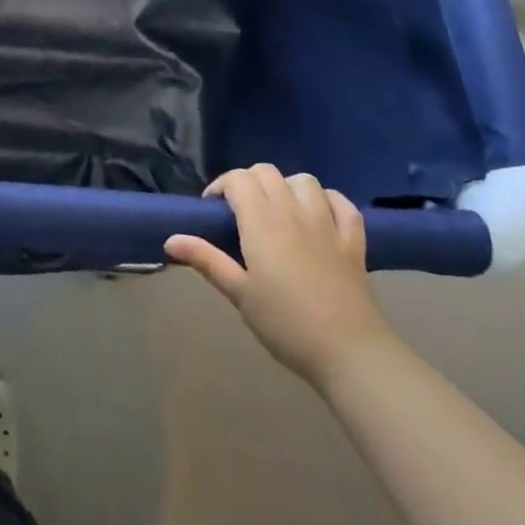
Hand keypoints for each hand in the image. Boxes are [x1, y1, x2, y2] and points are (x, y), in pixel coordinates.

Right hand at [166, 165, 396, 387]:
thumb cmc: (285, 323)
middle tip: (241, 212)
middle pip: (267, 172)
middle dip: (249, 182)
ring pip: (304, 181)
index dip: (221, 186)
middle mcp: (293, 211)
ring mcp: (327, 223)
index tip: (213, 210)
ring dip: (287, 187)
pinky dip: (329, 201)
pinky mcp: (353, 240)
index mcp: (262, 222)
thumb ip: (206, 260)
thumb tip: (170, 239)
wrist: (349, 351)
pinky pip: (343, 204)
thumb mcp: (239, 294)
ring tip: (279, 211)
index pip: (238, 179)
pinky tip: (320, 216)